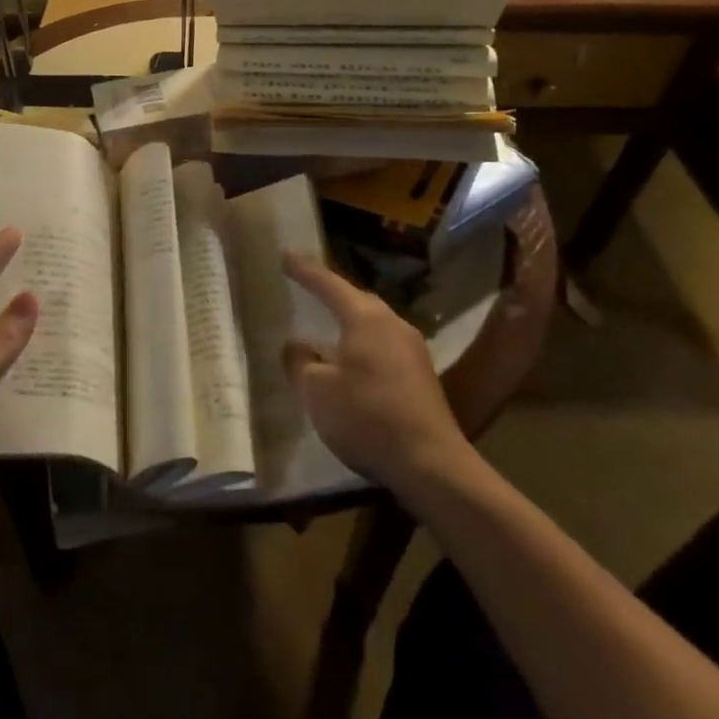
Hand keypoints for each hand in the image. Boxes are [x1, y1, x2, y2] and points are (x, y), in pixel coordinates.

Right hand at [282, 250, 474, 495]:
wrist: (432, 464)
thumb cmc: (366, 417)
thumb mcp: (317, 391)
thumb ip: (300, 362)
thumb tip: (296, 345)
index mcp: (365, 318)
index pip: (328, 284)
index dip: (304, 270)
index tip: (286, 254)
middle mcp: (392, 323)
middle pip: (355, 299)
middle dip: (330, 293)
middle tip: (307, 286)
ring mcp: (412, 349)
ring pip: (372, 323)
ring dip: (349, 321)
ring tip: (327, 324)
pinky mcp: (422, 375)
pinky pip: (384, 345)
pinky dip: (363, 344)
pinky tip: (352, 361)